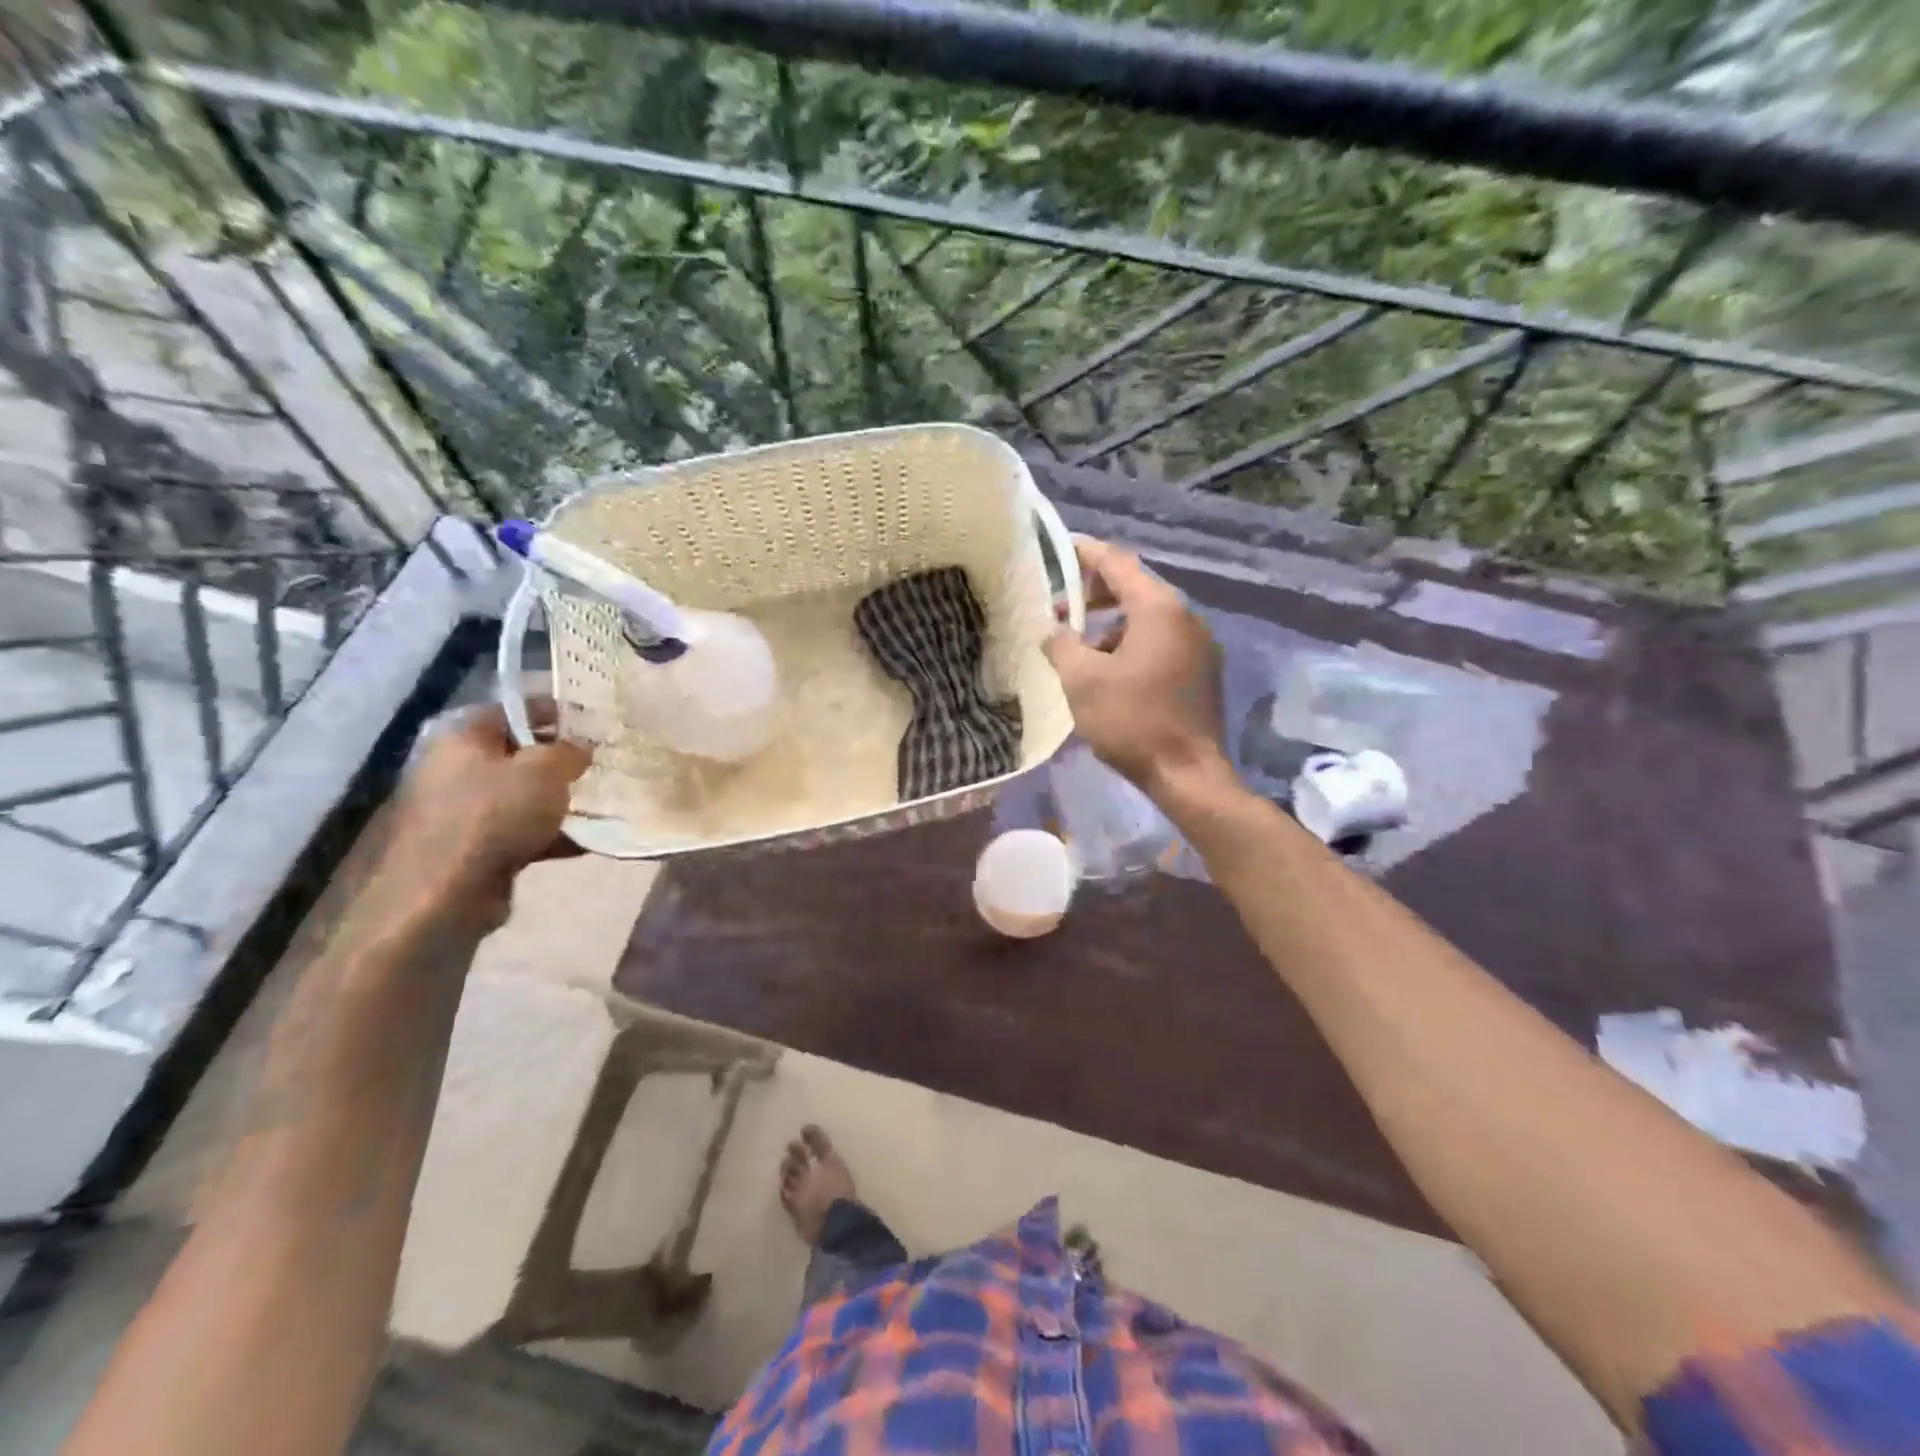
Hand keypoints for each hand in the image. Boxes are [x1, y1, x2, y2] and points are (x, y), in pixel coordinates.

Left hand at [384, 701, 591, 930]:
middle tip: (602, 765)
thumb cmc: (495, 815)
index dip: (556, 713)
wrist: (446, 894)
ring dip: (560, 802)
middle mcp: (457, 769)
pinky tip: (587, 842)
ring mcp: (464, 812)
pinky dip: (552, 835)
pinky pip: (523, 832)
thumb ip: (570, 751)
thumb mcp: (546, 770)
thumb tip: (581, 748)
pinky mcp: (475, 849)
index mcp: (464, 737)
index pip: (515, 710)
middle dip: (562, 761)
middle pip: (520, 755)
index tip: (594, 724)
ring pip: (524, 797)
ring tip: (602, 804)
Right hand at [1043, 536, 1228, 796]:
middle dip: (1094, 593)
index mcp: (1159, 609)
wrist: (1188, 774)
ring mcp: (1198, 645)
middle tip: (1060, 606)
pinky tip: (1108, 673)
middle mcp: (1185, 617)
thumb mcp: (1082, 681)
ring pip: (1147, 619)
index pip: (1117, 563)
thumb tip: (1052, 630)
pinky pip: (1160, 642)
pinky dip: (1130, 644)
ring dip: (1110, 625)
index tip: (1059, 548)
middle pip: (1135, 588)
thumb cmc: (1132, 721)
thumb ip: (1060, 645)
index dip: (1085, 553)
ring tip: (1079, 648)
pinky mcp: (1200, 672)